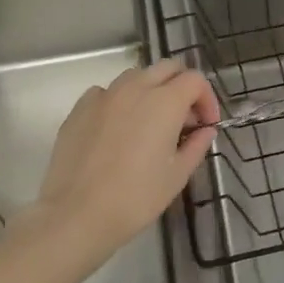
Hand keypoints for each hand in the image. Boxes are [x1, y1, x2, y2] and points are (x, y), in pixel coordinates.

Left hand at [34, 58, 219, 261]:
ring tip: (150, 123)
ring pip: (136, 76)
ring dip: (151, 90)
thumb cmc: (135, 198)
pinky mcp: (80, 108)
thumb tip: (205, 130)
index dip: (207, 99)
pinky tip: (118, 130)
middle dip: (181, 87)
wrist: (76, 214)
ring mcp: (104, 95)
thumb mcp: (177, 176)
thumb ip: (196, 146)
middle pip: (167, 68)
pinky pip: (107, 92)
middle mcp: (135, 88)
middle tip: (183, 120)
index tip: (205, 125)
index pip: (195, 80)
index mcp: (165, 102)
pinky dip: (120, 102)